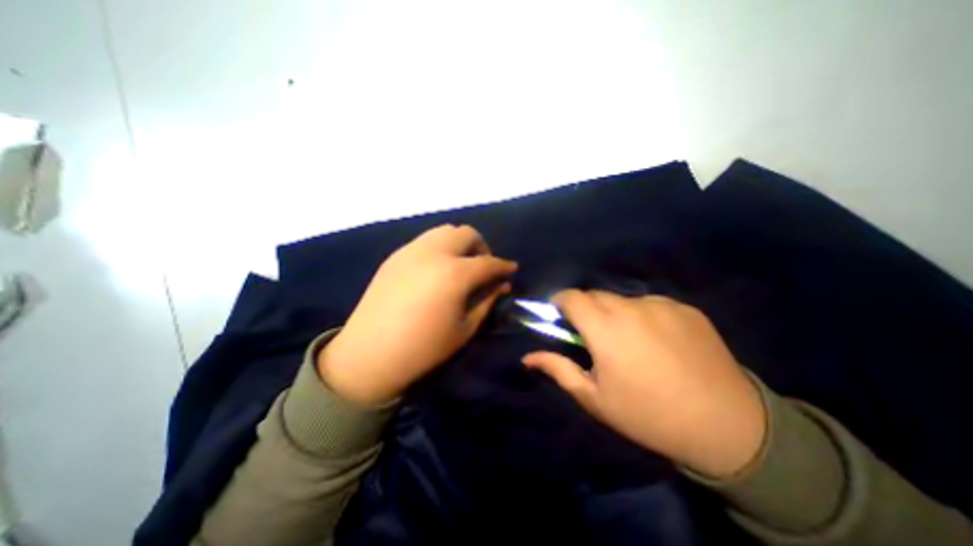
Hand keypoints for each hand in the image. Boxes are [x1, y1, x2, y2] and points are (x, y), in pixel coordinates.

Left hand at [317, 223, 516, 405]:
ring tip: (460, 265)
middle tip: (483, 267)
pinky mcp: (395, 256)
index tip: (511, 270)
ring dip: (459, 243)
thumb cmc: (424, 348)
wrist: (370, 354)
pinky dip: (439, 248)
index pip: (489, 262)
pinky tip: (436, 269)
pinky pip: (425, 241)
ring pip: (444, 231)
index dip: (504, 266)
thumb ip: (486, 301)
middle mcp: (434, 253)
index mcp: (454, 273)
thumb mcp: (465, 328)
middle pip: (466, 234)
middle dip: (481, 247)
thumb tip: (501, 285)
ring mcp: (411, 251)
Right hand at [524, 291, 767, 477]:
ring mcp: (662, 305)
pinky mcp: (686, 309)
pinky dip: (644, 316)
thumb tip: (527, 357)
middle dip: (586, 309)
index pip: (572, 297)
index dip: (560, 301)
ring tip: (629, 340)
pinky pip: (652, 305)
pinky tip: (659, 341)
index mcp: (606, 329)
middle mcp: (631, 308)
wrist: (728, 428)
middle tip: (594, 334)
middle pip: (596, 295)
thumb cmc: (648, 415)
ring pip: (623, 299)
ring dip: (615, 313)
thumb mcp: (595, 398)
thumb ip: (558, 369)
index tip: (559, 314)